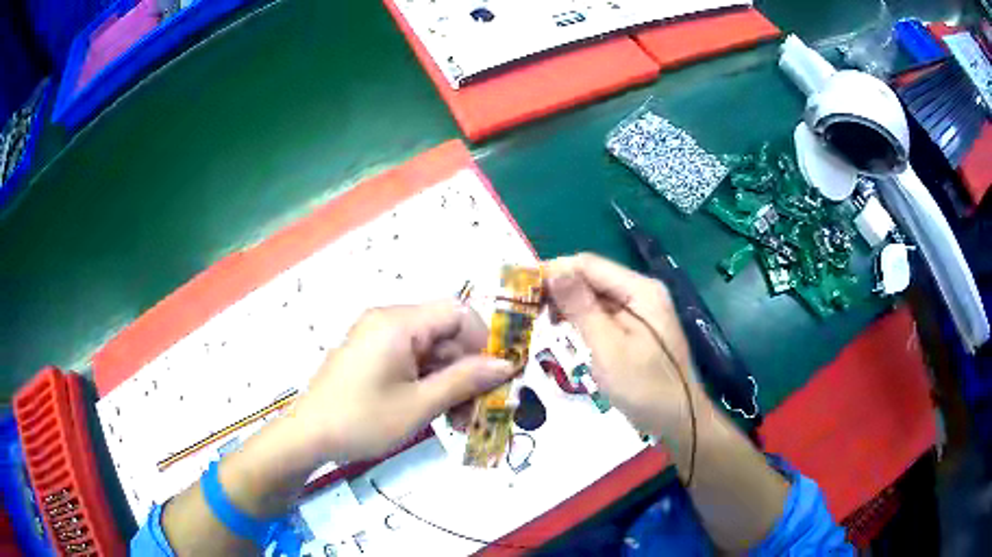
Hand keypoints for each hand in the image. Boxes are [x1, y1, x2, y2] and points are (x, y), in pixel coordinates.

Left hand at [290, 301, 514, 463]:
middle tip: (480, 411)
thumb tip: (507, 364)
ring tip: (460, 421)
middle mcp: (388, 321)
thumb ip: (465, 380)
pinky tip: (438, 413)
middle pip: (445, 334)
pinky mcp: (372, 356)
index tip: (496, 377)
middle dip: (468, 371)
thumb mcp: (419, 405)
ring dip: (451, 382)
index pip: (457, 312)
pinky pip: (412, 361)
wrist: (307, 437)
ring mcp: (378, 338)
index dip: (484, 341)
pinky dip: (430, 383)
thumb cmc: (362, 420)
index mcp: (398, 323)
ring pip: (431, 351)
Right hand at [545, 253, 711, 447]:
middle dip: (560, 289)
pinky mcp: (637, 328)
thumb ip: (581, 307)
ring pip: (596, 296)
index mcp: (640, 290)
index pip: (589, 264)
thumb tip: (554, 270)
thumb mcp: (608, 348)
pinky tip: (567, 331)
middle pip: (593, 277)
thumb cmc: (644, 387)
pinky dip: (583, 319)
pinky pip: (605, 313)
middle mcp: (642, 292)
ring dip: (569, 305)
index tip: (523, 290)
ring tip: (544, 323)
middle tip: (529, 311)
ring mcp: (641, 310)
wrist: (679, 421)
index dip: (555, 271)